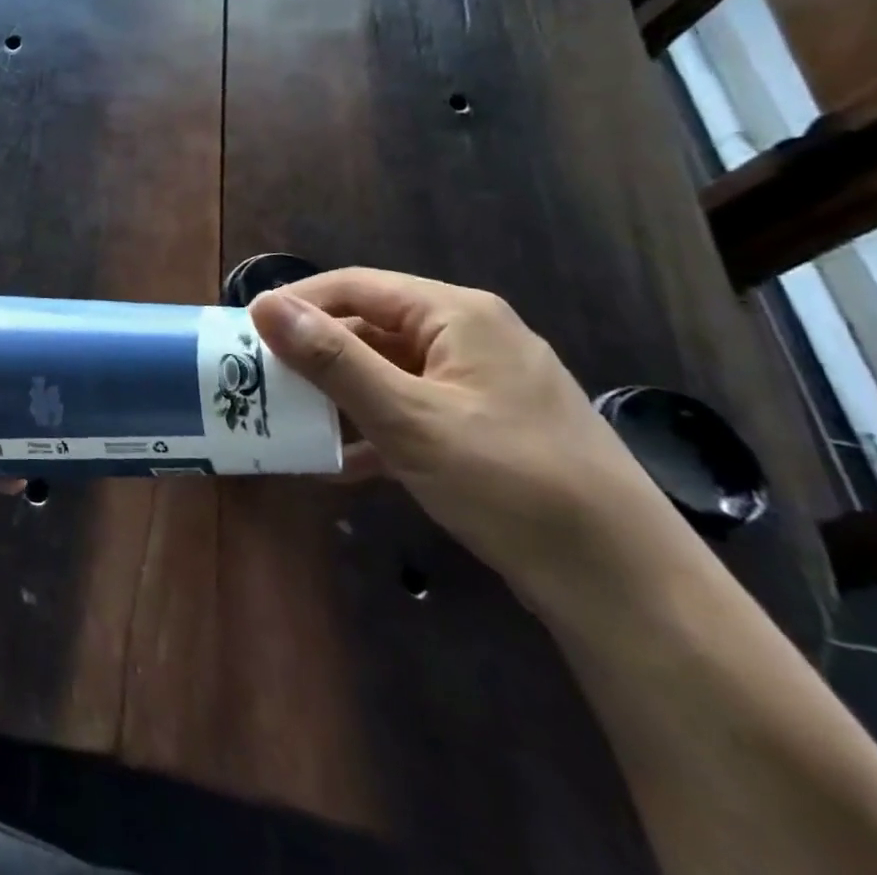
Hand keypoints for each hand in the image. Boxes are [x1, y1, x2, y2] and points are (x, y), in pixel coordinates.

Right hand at [249, 268, 682, 606]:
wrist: (630, 590)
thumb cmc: (511, 484)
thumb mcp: (407, 418)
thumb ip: (331, 358)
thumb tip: (263, 304)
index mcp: (457, 315)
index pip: (354, 286)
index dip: (296, 303)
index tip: (246, 333)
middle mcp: (472, 337)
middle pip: (371, 327)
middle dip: (314, 354)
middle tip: (261, 381)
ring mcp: (484, 386)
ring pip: (389, 372)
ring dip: (339, 395)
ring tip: (289, 421)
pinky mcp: (490, 430)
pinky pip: (414, 409)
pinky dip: (374, 428)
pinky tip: (340, 462)